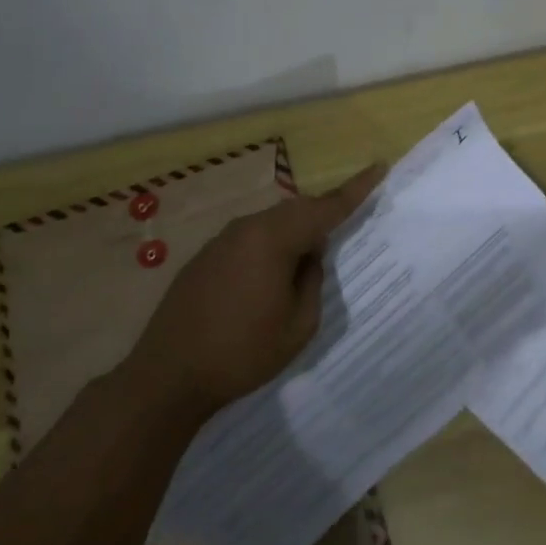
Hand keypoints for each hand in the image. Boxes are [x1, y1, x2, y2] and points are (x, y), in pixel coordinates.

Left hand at [128, 164, 384, 420]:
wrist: (166, 378)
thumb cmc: (241, 353)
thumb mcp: (299, 325)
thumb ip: (313, 281)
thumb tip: (310, 257)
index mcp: (274, 238)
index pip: (326, 207)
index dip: (356, 189)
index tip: (379, 166)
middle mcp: (247, 228)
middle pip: (297, 210)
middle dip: (323, 215)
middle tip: (346, 227)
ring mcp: (220, 241)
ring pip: (271, 224)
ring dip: (294, 235)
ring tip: (307, 264)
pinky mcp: (203, 259)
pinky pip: (249, 240)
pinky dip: (269, 248)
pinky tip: (269, 279)